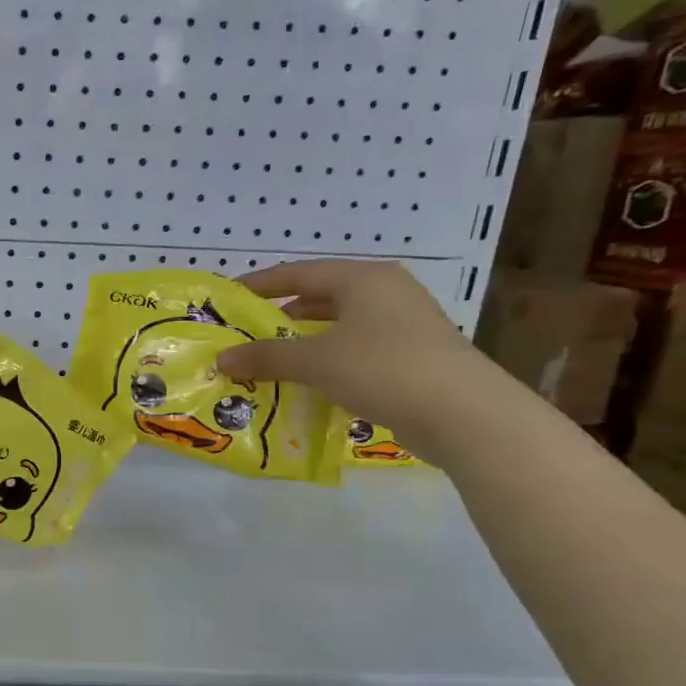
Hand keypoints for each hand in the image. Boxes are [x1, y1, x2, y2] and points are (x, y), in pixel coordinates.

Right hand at [215, 260, 512, 454]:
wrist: (462, 413)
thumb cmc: (383, 368)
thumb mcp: (316, 360)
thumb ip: (266, 357)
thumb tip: (223, 359)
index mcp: (363, 278)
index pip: (298, 272)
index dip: (259, 284)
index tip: (227, 297)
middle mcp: (384, 293)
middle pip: (319, 297)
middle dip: (279, 316)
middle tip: (244, 333)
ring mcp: (401, 325)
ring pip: (337, 327)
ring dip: (301, 343)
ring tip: (267, 360)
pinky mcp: (409, 357)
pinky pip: (353, 352)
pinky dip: (325, 363)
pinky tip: (305, 384)